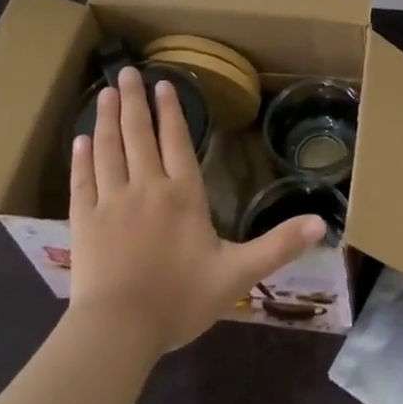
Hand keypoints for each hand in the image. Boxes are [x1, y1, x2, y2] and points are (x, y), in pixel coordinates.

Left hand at [69, 67, 325, 354]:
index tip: (163, 83)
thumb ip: (278, 246)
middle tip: (125, 72)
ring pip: (109, 149)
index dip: (170, 111)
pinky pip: (81, 180)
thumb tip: (322, 224)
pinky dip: (81, 157)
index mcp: (183, 194)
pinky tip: (80, 139)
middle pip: (139, 134)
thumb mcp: (238, 273)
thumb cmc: (180, 300)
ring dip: (107, 118)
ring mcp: (111, 201)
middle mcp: (146, 187)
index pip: (176, 141)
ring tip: (104, 93)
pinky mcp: (83, 221)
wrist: (118, 331)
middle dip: (134, 101)